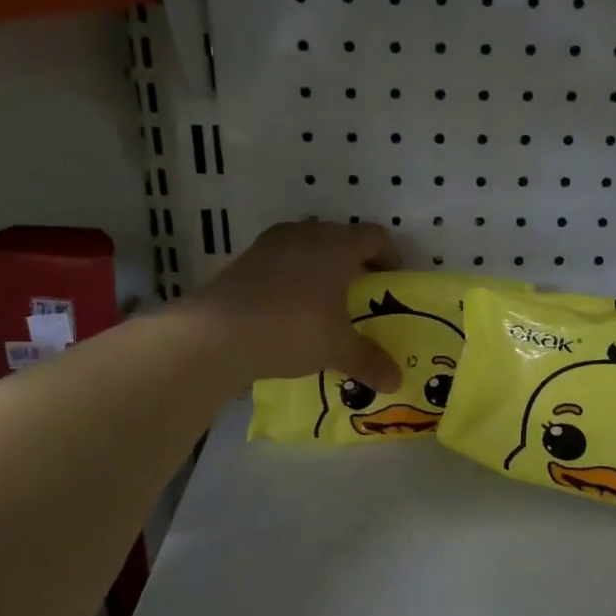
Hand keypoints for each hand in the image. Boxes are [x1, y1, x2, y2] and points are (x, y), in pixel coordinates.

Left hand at [192, 220, 402, 392]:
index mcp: (337, 245)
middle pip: (339, 238)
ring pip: (307, 248)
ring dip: (319, 268)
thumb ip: (369, 360)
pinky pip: (280, 262)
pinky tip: (289, 309)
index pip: (375, 236)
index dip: (389, 256)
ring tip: (325, 301)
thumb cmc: (294, 328)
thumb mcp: (338, 349)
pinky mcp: (244, 261)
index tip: (393, 280)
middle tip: (362, 292)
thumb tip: (396, 381)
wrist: (219, 333)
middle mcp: (306, 234)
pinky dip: (291, 278)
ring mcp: (271, 244)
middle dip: (353, 262)